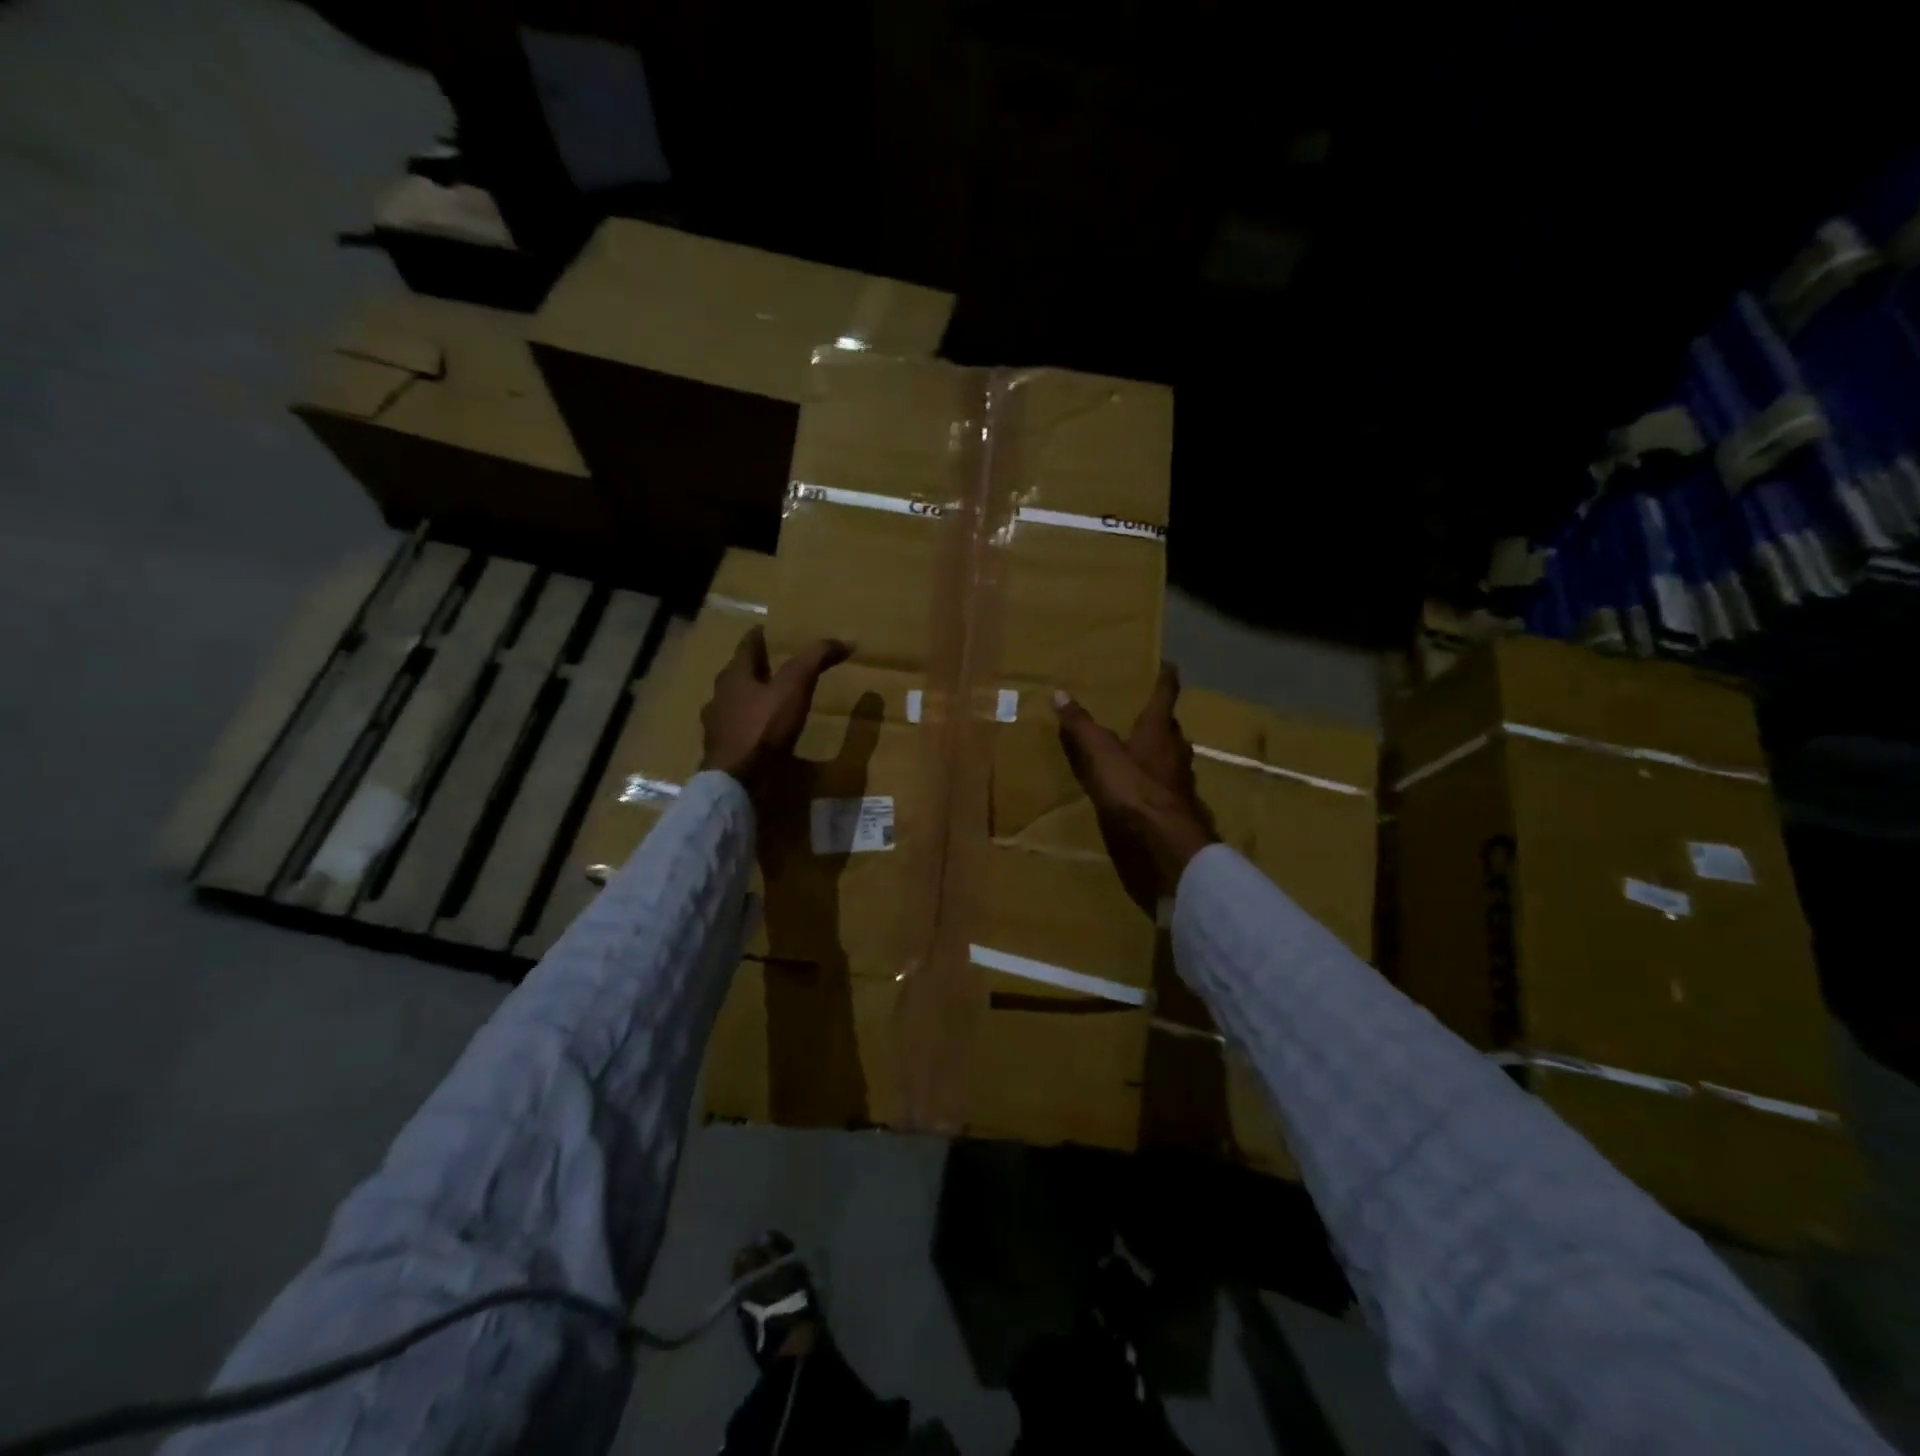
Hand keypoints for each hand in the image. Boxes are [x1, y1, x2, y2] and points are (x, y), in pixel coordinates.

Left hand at [702, 628, 852, 803]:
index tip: (765, 630)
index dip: (758, 636)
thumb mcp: (795, 687)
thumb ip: (816, 660)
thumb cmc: (763, 727)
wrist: (736, 781)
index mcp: (734, 676)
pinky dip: (749, 729)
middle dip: (754, 669)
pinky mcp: (722, 752)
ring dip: (749, 700)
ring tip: (768, 701)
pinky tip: (761, 736)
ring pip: (733, 704)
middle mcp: (720, 697)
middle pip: (738, 675)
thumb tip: (845, 639)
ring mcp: (717, 727)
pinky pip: (736, 732)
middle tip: (772, 664)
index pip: (746, 647)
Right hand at [1054, 664, 1216, 915]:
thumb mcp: (1099, 754)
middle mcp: (1176, 750)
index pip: (1166, 694)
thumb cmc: (1134, 789)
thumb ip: (1081, 726)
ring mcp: (1181, 780)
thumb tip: (1059, 693)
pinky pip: (1166, 784)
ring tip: (1140, 749)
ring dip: (1159, 750)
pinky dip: (1155, 780)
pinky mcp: (1178, 806)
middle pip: (1170, 727)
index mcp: (1159, 730)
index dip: (1165, 678)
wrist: (1165, 842)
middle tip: (1144, 712)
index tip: (1168, 664)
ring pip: (1171, 756)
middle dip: (1159, 719)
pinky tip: (1143, 789)